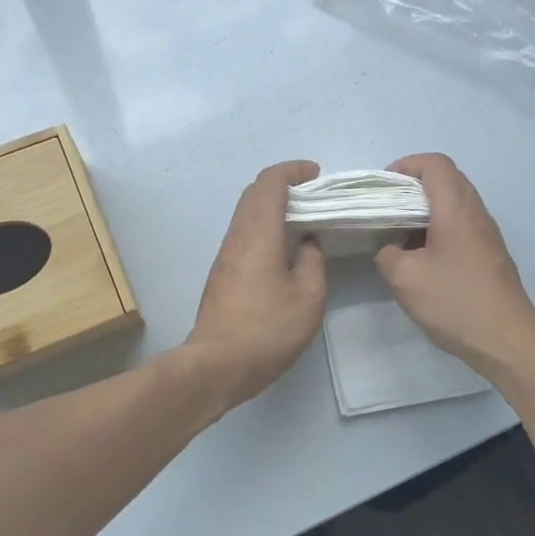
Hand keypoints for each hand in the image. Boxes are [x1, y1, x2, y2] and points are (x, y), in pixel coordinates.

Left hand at [185, 160, 326, 406]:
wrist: (217, 365)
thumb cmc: (267, 329)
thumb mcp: (308, 297)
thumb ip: (313, 261)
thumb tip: (308, 242)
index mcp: (258, 233)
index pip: (270, 182)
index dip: (293, 171)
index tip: (316, 175)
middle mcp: (237, 236)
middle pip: (254, 193)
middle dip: (283, 185)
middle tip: (314, 196)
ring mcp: (225, 255)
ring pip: (247, 214)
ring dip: (272, 207)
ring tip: (303, 221)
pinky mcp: (222, 274)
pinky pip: (244, 234)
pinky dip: (265, 227)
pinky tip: (285, 249)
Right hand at [374, 153, 534, 378]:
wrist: (507, 340)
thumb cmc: (454, 301)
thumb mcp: (404, 278)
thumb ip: (387, 253)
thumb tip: (391, 248)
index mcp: (456, 208)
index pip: (434, 163)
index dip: (405, 166)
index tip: (383, 189)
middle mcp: (476, 212)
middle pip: (446, 179)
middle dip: (412, 187)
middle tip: (385, 210)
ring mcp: (487, 234)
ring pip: (453, 204)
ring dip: (424, 211)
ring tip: (398, 236)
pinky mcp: (489, 255)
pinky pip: (460, 226)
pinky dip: (437, 229)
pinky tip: (421, 259)